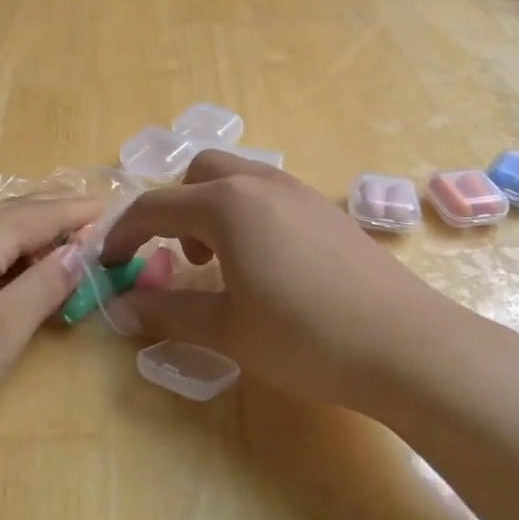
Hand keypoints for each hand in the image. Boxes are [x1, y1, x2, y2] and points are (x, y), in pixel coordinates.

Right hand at [99, 153, 480, 414]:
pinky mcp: (328, 211)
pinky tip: (267, 266)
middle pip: (199, 173)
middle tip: (180, 258)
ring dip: (213, 209)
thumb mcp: (227, 329)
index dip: (125, 233)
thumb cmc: (305, 336)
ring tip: (223, 264)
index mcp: (227, 204)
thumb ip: (169, 312)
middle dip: (175, 209)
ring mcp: (301, 193)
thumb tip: (123, 308)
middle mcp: (262, 183)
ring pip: (239, 179)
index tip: (111, 263)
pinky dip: (248, 216)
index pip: (156, 207)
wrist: (407, 345)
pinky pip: (270, 195)